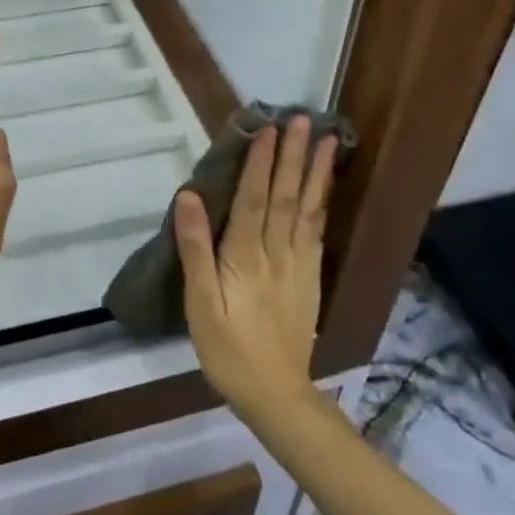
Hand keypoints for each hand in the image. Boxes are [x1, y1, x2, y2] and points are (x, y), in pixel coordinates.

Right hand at [175, 116, 338, 420]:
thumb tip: (189, 197)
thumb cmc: (228, 350)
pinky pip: (317, 230)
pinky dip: (322, 202)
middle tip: (300, 119)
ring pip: (307, 208)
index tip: (266, 129)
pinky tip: (325, 185)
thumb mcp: (199, 304)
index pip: (253, 198)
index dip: (260, 162)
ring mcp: (298, 263)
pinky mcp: (310, 277)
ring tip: (324, 140)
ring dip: (315, 171)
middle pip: (286, 195)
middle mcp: (276, 251)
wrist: (276, 395)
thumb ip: (195, 250)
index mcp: (244, 256)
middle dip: (293, 155)